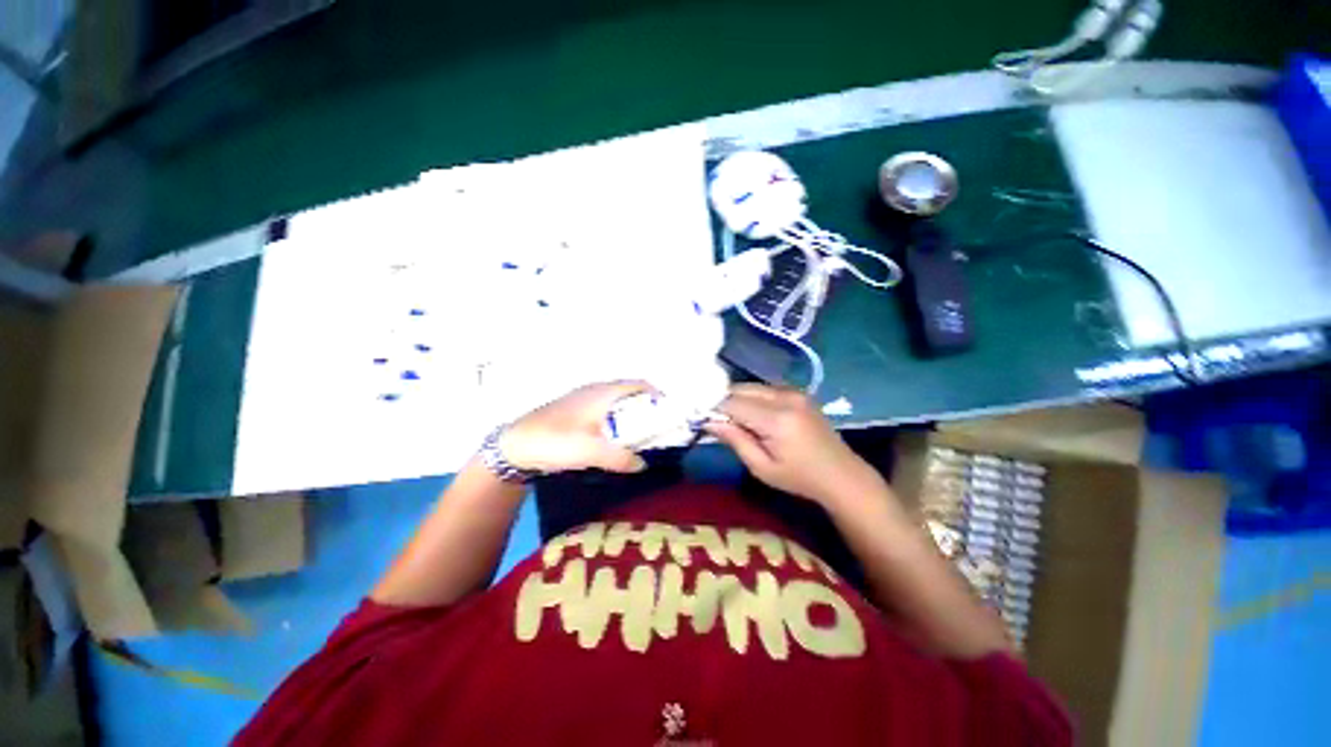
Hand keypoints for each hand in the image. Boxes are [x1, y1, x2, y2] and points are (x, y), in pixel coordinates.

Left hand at [499, 381, 651, 474]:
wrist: (515, 445)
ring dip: (629, 413)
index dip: (656, 395)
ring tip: (638, 434)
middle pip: (629, 392)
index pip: (639, 385)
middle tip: (655, 427)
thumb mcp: (591, 451)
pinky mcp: (574, 409)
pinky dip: (615, 418)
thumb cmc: (555, 440)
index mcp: (603, 392)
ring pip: (616, 400)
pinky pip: (604, 408)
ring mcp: (583, 398)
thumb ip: (621, 458)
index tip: (667, 413)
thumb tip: (643, 464)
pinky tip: (612, 437)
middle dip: (645, 406)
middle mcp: (596, 389)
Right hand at [705, 384, 879, 506]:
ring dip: (738, 399)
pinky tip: (753, 415)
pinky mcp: (798, 392)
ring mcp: (794, 391)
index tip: (702, 420)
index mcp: (776, 419)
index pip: (732, 403)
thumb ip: (735, 440)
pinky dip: (752, 398)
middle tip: (717, 422)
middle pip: (740, 389)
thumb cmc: (800, 478)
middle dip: (724, 402)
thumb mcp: (762, 467)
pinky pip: (765, 389)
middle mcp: (785, 397)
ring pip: (751, 387)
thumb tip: (709, 422)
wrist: (841, 474)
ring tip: (734, 420)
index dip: (714, 410)